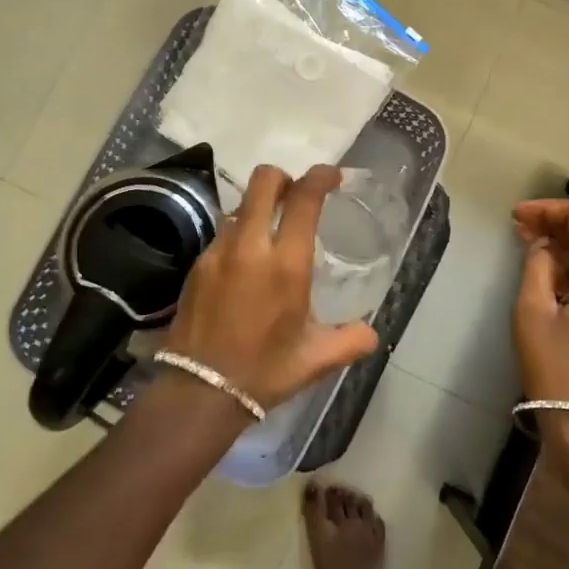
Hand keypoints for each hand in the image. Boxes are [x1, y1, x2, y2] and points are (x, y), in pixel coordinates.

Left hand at [163, 165, 379, 411]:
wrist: (200, 392)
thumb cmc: (265, 371)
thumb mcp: (316, 359)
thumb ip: (350, 341)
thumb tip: (371, 333)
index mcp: (286, 264)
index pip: (303, 199)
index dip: (319, 177)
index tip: (331, 176)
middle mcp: (250, 247)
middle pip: (263, 182)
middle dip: (283, 178)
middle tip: (295, 194)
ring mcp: (218, 252)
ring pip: (240, 206)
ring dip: (258, 208)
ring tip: (269, 234)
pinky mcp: (197, 265)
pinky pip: (223, 234)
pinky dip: (239, 235)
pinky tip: (245, 263)